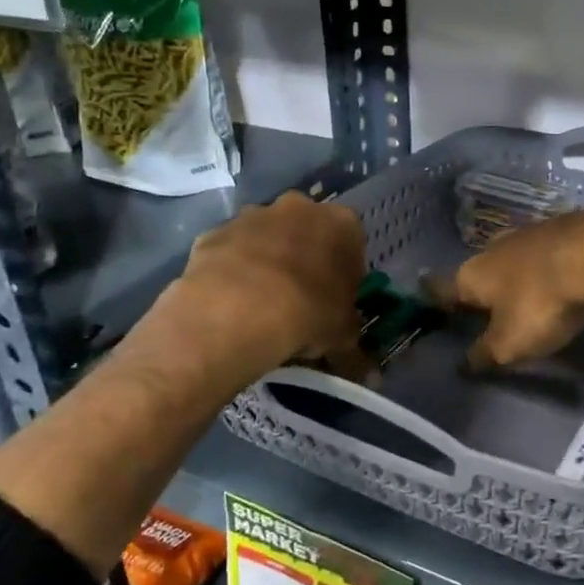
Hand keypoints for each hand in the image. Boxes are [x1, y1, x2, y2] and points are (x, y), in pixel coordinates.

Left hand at [126, 192, 367, 382]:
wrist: (235, 311)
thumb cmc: (307, 314)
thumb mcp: (342, 338)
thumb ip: (355, 348)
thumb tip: (368, 375)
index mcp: (341, 224)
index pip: (352, 244)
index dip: (346, 274)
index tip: (337, 301)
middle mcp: (299, 208)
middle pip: (308, 233)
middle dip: (306, 259)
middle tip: (302, 299)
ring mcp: (252, 216)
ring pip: (266, 238)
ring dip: (268, 262)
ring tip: (262, 305)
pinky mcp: (214, 232)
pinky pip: (230, 252)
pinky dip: (233, 271)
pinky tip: (231, 303)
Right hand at [434, 203, 583, 367]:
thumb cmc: (541, 303)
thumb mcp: (509, 344)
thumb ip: (484, 354)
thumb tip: (463, 365)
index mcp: (471, 275)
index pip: (442, 289)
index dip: (433, 298)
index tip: (425, 298)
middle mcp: (492, 249)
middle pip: (477, 272)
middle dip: (477, 289)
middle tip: (480, 307)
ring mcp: (527, 233)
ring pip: (510, 259)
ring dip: (511, 276)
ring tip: (517, 293)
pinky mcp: (560, 228)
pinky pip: (541, 252)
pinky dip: (541, 266)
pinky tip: (552, 276)